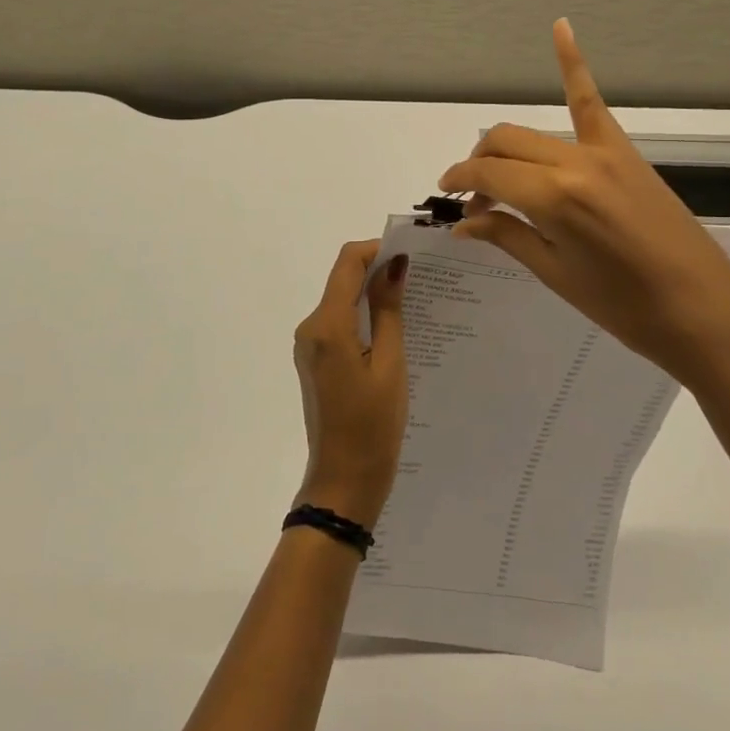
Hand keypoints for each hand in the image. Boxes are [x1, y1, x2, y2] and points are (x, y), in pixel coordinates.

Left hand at [292, 240, 409, 530]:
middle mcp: (310, 328)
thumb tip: (394, 265)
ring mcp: (309, 345)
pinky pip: (339, 324)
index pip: (347, 263)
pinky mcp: (315, 360)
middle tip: (421, 278)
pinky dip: (364, 317)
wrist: (344, 481)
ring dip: (372, 295)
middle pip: (343, 279)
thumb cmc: (373, 426)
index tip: (412, 255)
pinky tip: (393, 329)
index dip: (377, 249)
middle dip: (378, 271)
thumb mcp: (391, 365)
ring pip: (342, 301)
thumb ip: (389, 310)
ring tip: (414, 303)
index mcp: (327, 325)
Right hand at [438, 20, 729, 396]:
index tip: (447, 199)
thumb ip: (507, 236)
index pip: (487, 175)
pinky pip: (591, 102)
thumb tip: (463, 223)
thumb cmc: (625, 307)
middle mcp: (574, 162)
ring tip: (495, 174)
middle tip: (474, 202)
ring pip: (534, 131)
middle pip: (505, 144)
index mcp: (554, 198)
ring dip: (505, 147)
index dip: (460, 183)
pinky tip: (561, 27)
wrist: (704, 311)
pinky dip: (573, 64)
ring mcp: (604, 151)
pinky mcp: (626, 152)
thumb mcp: (557, 275)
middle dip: (477, 165)